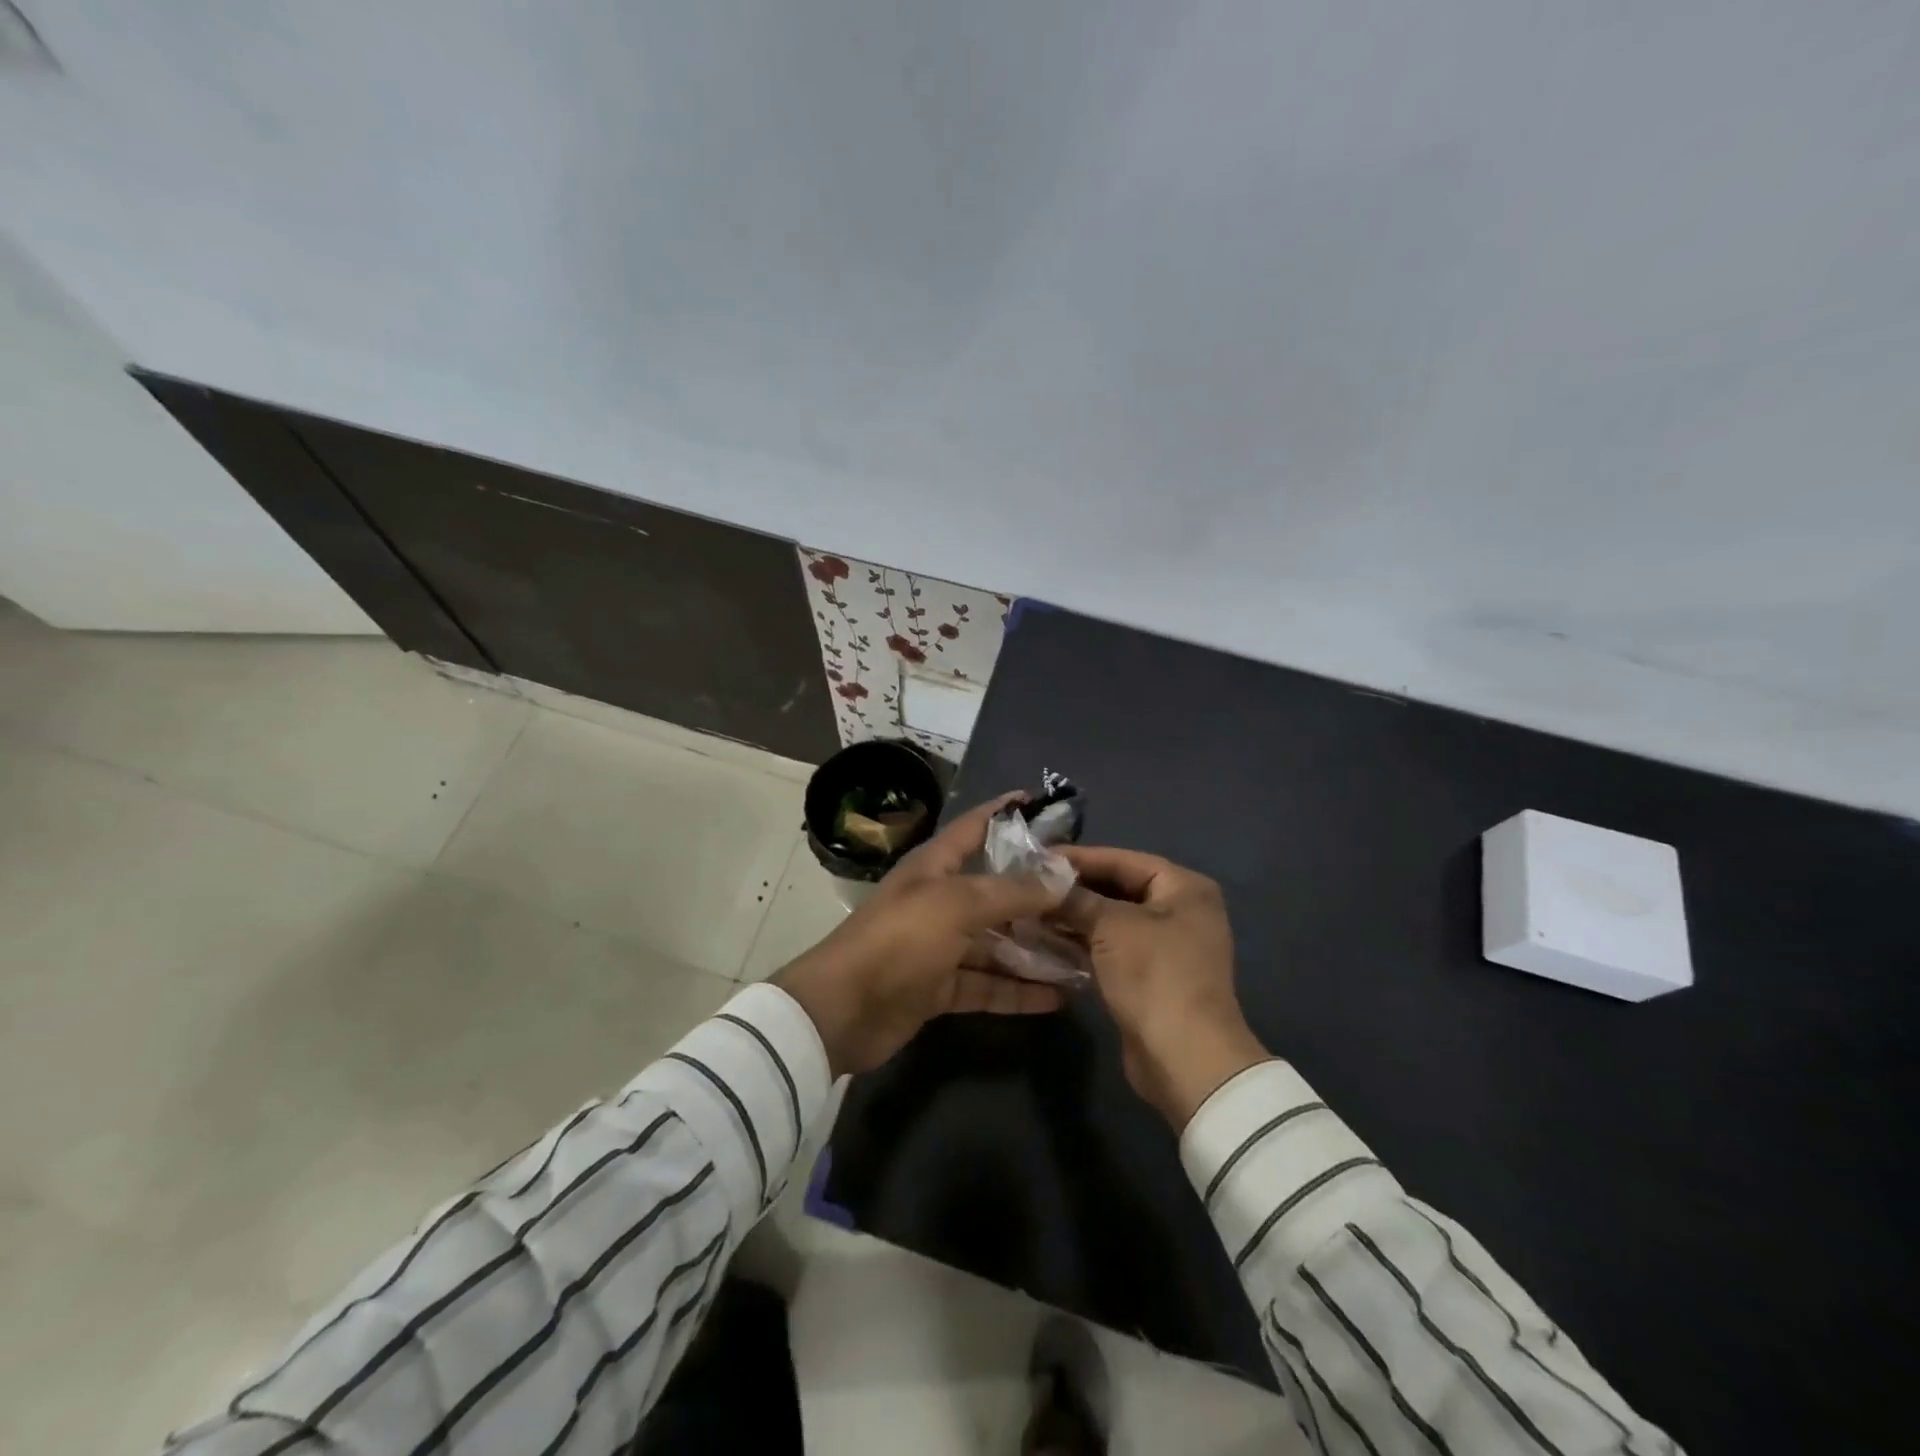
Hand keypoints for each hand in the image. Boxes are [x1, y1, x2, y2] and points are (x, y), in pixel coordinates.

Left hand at [774, 794, 1069, 1077]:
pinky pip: (988, 984)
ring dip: (1036, 950)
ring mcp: (940, 946)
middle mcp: (940, 900)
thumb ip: (1011, 891)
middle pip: (996, 891)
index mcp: (935, 867)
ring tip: (1085, 956)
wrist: (843, 1010)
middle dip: (1038, 895)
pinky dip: (1018, 990)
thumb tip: (1062, 875)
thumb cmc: (900, 940)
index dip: (1006, 812)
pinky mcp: (940, 987)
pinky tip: (1058, 997)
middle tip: (1088, 899)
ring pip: (997, 943)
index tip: (1045, 803)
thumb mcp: (957, 905)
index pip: (976, 827)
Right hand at [1052, 846, 1269, 1128]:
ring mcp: (1166, 945)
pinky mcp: (1150, 975)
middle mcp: (1180, 910)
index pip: (1123, 860)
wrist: (1184, 1058)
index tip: (1038, 856)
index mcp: (1184, 887)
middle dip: (1074, 889)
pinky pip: (1111, 947)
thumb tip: (1044, 882)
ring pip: (1112, 920)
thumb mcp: (1111, 926)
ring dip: (1074, 916)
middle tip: (1030, 884)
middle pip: (1118, 888)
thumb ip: (1077, 898)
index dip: (1080, 857)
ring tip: (1030, 911)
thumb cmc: (1154, 975)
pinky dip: (1083, 942)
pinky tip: (1047, 939)